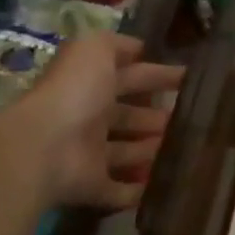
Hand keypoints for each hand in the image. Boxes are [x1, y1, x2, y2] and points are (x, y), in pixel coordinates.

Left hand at [14, 33, 183, 210]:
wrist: (43, 148)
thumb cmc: (75, 95)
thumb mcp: (93, 52)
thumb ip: (115, 44)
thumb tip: (138, 47)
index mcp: (90, 88)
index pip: (129, 77)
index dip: (158, 75)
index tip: (190, 78)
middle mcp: (88, 120)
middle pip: (128, 117)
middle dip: (157, 116)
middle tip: (191, 118)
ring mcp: (88, 156)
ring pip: (126, 152)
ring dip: (151, 150)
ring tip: (186, 149)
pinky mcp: (91, 187)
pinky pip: (119, 190)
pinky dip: (138, 190)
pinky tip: (166, 184)